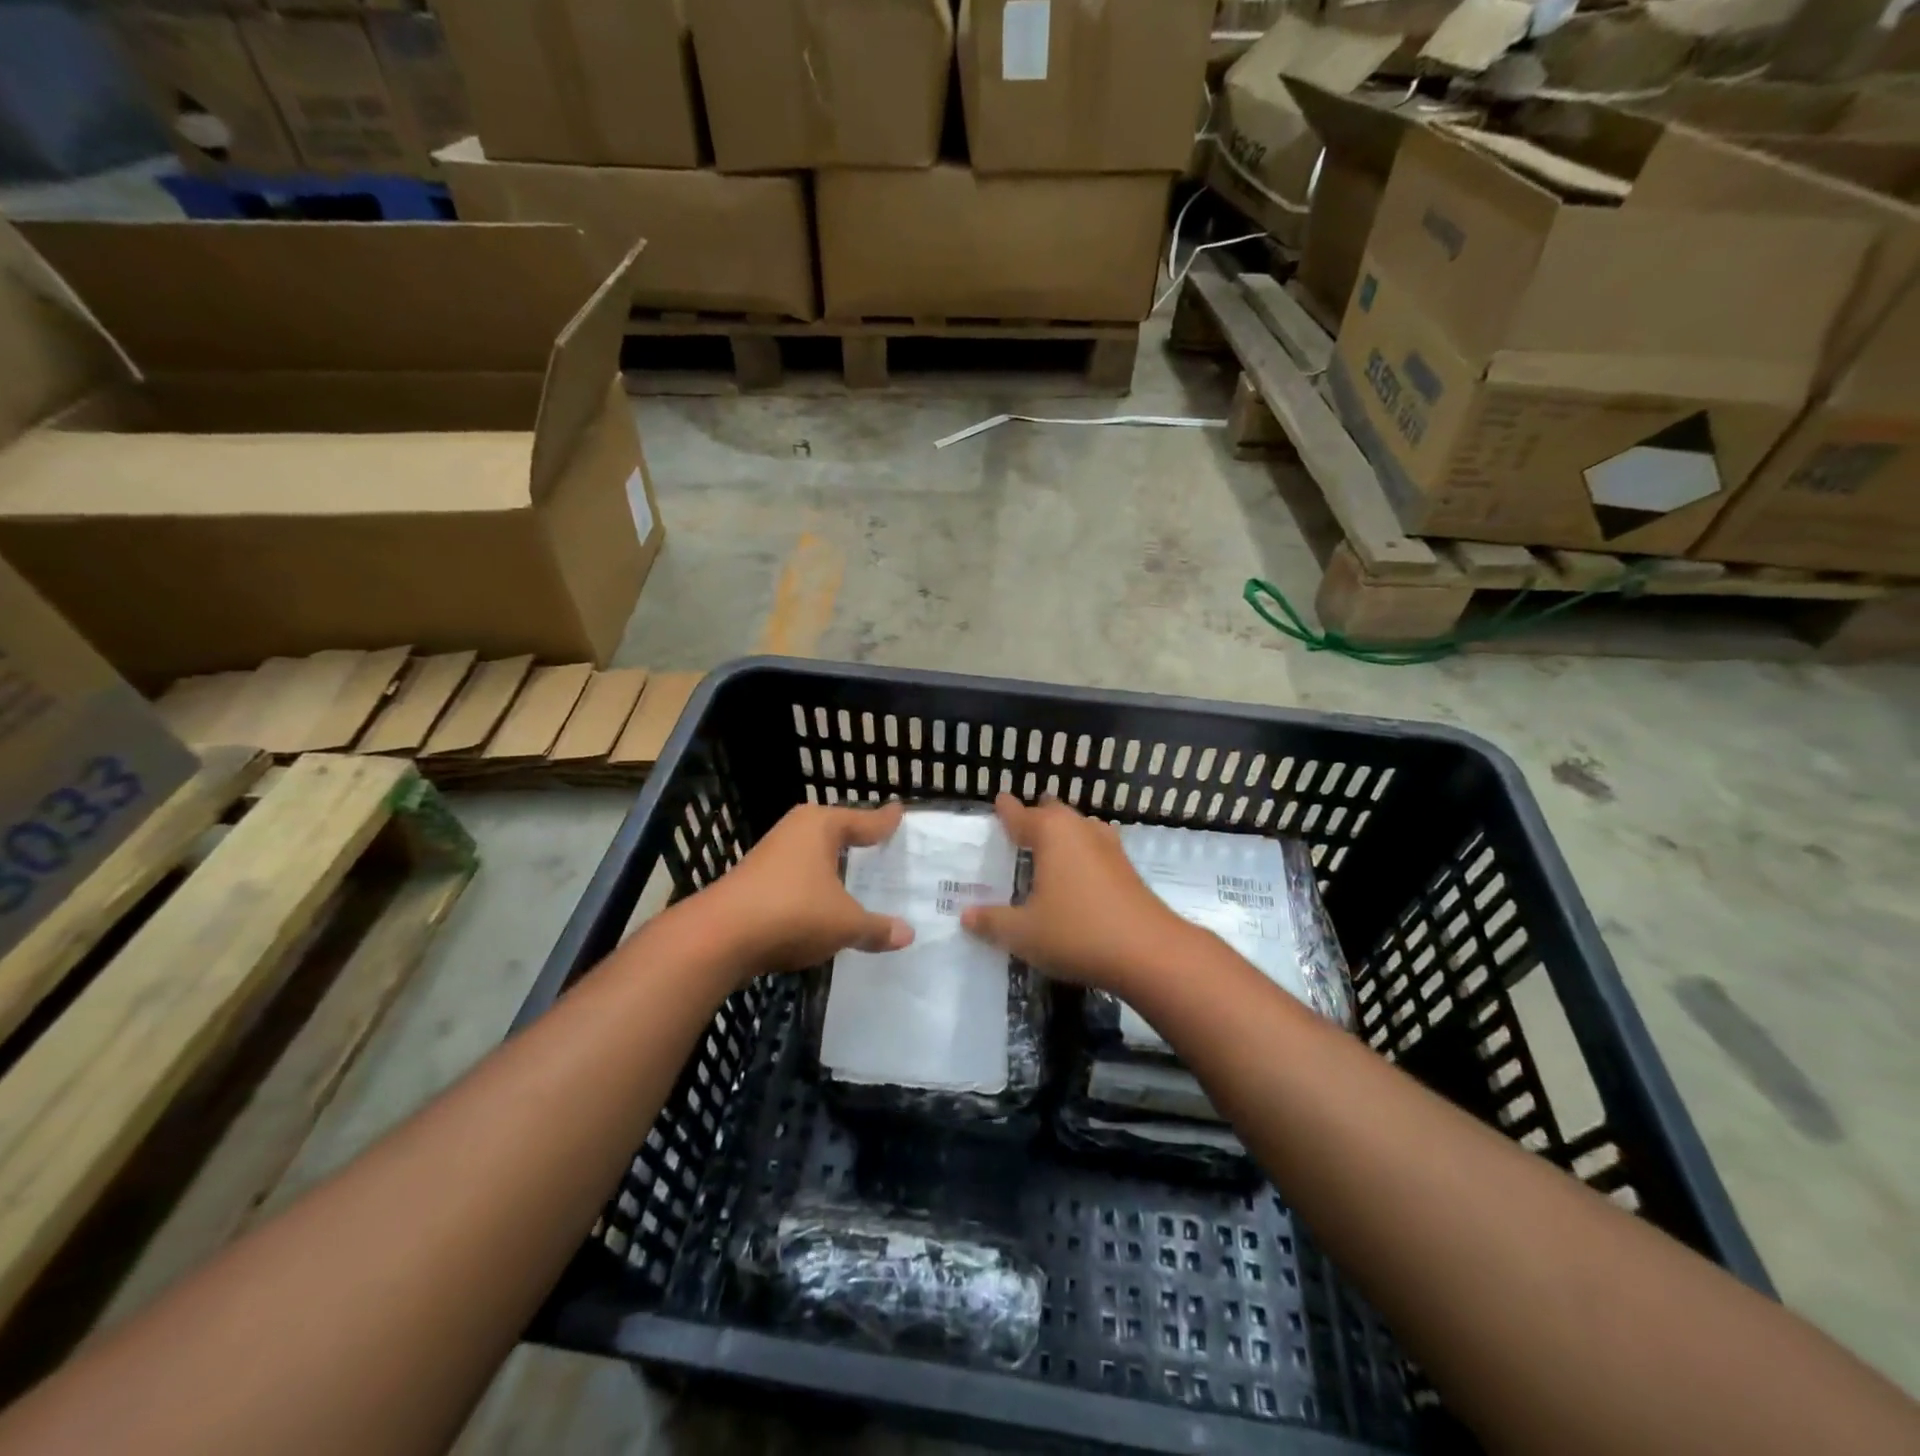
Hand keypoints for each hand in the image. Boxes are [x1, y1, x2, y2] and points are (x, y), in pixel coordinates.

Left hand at [697, 801, 913, 977]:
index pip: (863, 820)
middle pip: (835, 830)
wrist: (719, 937)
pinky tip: (822, 902)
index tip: (899, 811)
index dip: (883, 820)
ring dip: (831, 864)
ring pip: (812, 854)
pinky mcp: (754, 881)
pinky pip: (796, 877)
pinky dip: (813, 885)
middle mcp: (795, 831)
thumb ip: (876, 928)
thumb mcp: (845, 924)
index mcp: (821, 826)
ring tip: (855, 872)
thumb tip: (907, 934)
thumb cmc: (793, 913)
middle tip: (881, 841)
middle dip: (855, 837)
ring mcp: (771, 855)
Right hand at [961, 794, 1191, 994]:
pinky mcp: (1127, 869)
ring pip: (1079, 828)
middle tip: (1018, 828)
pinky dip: (1081, 854)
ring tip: (1047, 848)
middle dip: (1036, 816)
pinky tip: (1077, 875)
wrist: (1150, 952)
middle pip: (1053, 813)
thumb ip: (992, 921)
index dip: (1006, 810)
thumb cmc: (1077, 932)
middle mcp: (1080, 830)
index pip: (1021, 814)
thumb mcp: (1024, 933)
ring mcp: (1109, 847)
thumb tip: (966, 915)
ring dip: (1062, 834)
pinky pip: (1095, 849)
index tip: (998, 801)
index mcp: (1051, 833)